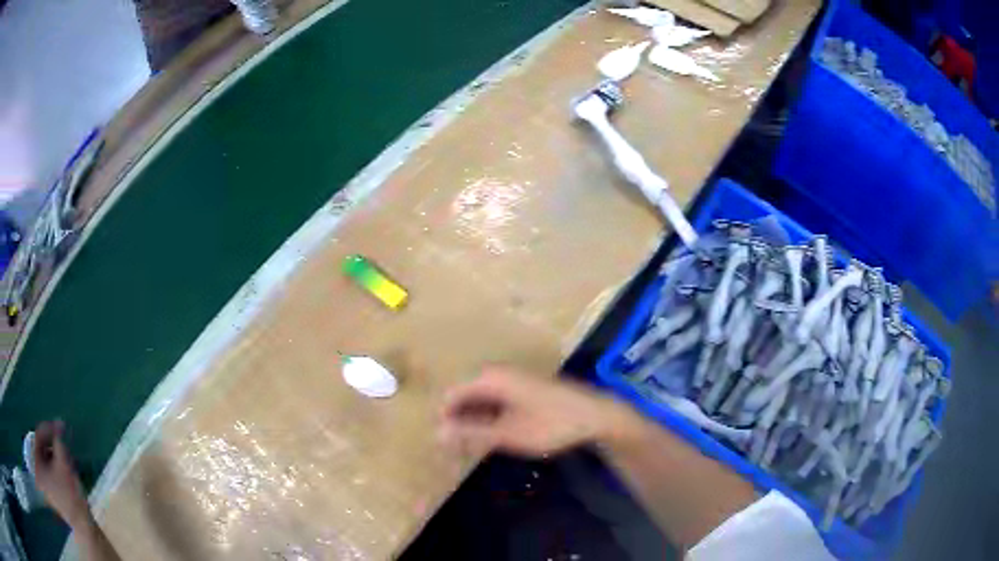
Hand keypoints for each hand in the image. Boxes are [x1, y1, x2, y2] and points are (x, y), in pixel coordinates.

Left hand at [32, 420, 91, 527]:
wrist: (81, 531)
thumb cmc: (68, 496)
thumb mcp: (63, 466)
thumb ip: (60, 443)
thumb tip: (60, 425)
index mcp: (36, 461)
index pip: (40, 434)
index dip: (50, 428)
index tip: (63, 427)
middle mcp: (38, 470)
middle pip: (44, 449)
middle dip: (55, 446)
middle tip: (67, 447)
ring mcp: (46, 484)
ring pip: (49, 462)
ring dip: (58, 458)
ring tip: (70, 461)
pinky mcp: (53, 493)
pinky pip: (53, 473)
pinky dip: (60, 470)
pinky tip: (69, 474)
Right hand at [438, 366, 638, 456]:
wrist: (595, 415)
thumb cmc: (551, 424)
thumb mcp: (509, 434)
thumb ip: (471, 434)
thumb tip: (437, 434)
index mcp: (490, 379)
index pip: (451, 395)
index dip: (444, 420)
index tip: (443, 445)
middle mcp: (497, 374)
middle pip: (464, 397)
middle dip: (458, 422)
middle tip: (458, 450)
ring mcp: (512, 381)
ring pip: (480, 401)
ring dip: (474, 423)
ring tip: (473, 448)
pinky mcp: (523, 390)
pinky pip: (495, 403)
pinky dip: (489, 420)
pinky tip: (493, 438)